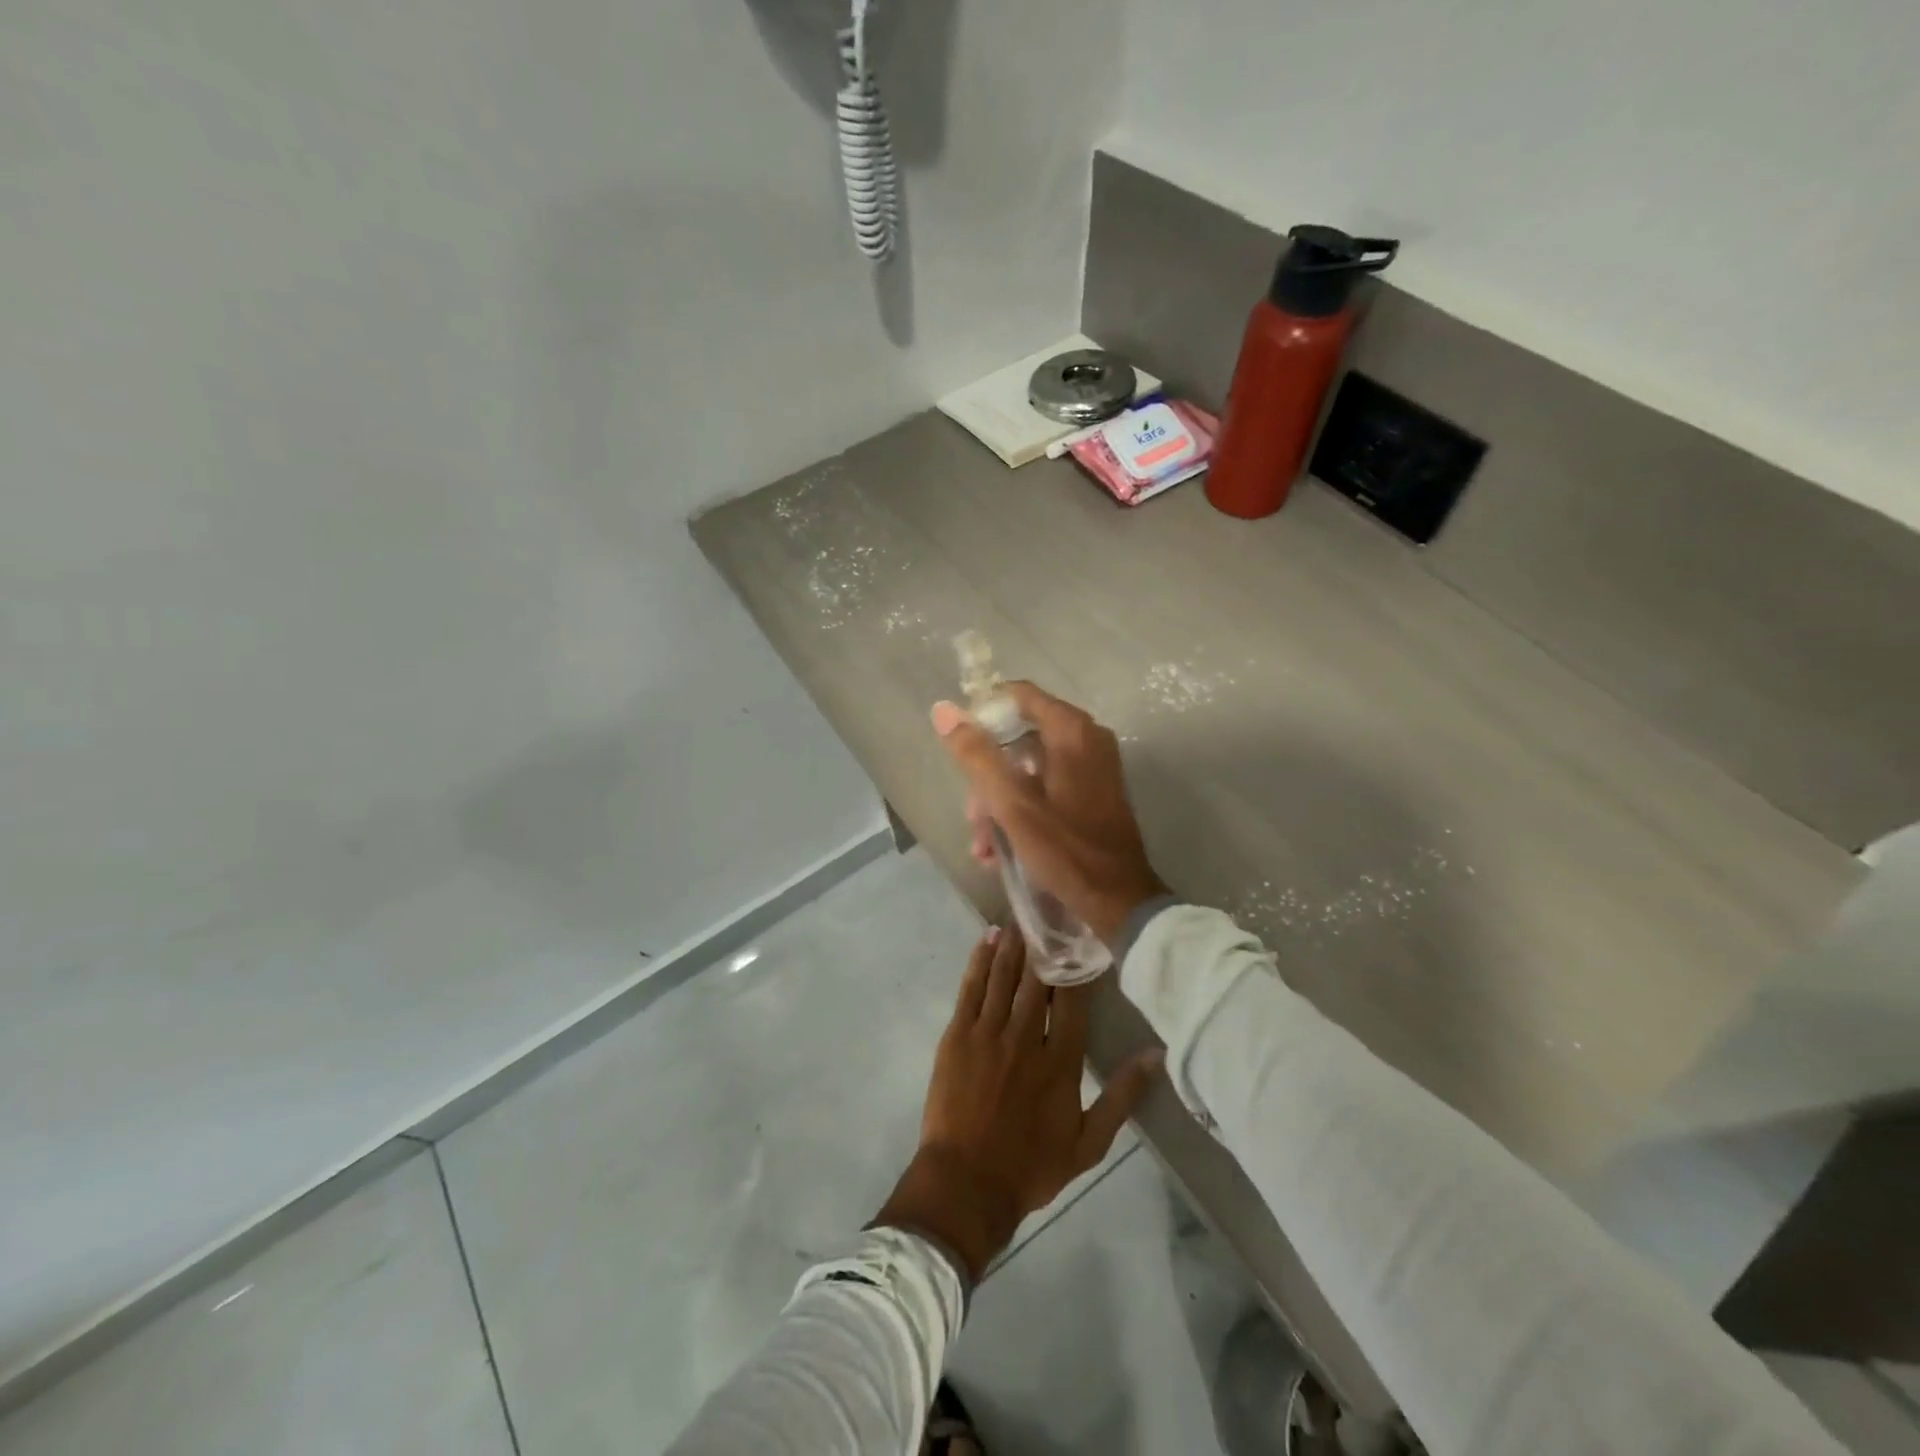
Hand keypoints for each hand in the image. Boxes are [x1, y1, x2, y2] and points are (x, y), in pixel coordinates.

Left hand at [874, 928, 1160, 1279]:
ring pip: (1005, 977)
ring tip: (1023, 916)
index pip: (1073, 1001)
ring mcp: (988, 1033)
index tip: (1082, 938)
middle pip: (1038, 980)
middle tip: (1050, 912)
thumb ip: (1122, 1097)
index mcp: (1060, 1061)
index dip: (1077, 967)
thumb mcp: (1089, 1143)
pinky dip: (980, 961)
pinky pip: (971, 988)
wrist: (966, 1183)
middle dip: (1045, 945)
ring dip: (1015, 945)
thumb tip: (1156, 1056)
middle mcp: (1025, 1038)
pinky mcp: (957, 1035)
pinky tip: (988, 939)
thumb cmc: (1031, 1166)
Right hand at [931, 682, 1166, 944]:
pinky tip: (1001, 851)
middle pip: (1019, 739)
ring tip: (983, 848)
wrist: (1119, 902)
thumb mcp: (1012, 804)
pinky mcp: (1093, 794)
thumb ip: (977, 755)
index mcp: (1072, 731)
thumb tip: (944, 709)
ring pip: (1029, 770)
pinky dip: (1022, 812)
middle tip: (973, 818)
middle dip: (988, 779)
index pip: (1018, 695)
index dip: (984, 714)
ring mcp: (1093, 768)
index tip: (959, 746)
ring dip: (1000, 805)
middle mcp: (1087, 739)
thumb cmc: (1066, 849)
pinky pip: (1047, 789)